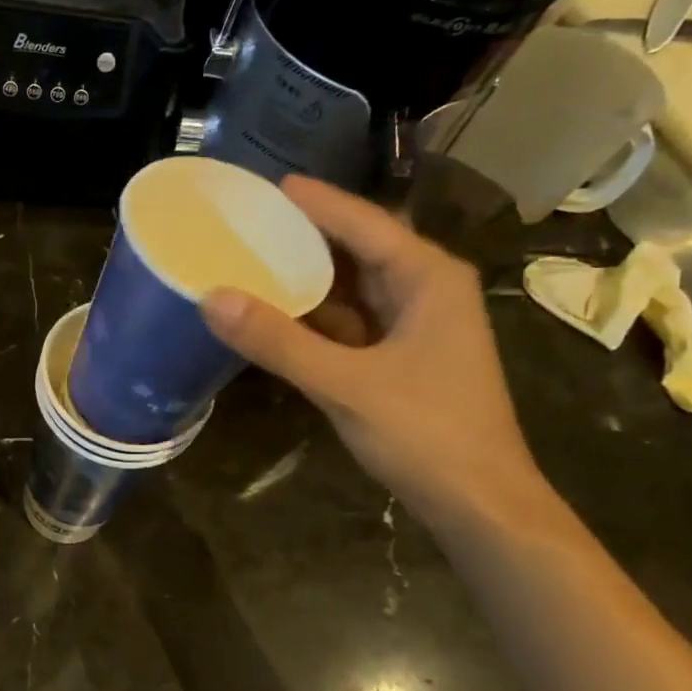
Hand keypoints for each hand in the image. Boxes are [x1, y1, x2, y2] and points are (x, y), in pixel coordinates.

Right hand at [200, 175, 542, 523]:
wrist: (480, 505)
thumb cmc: (426, 433)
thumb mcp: (345, 383)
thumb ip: (278, 341)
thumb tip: (211, 298)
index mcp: (427, 278)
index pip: (364, 223)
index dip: (316, 202)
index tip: (269, 185)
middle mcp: (424, 291)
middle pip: (356, 249)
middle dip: (304, 237)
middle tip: (248, 222)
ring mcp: (413, 327)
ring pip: (350, 289)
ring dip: (304, 279)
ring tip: (248, 261)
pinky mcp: (398, 359)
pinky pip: (347, 323)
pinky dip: (310, 318)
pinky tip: (271, 316)